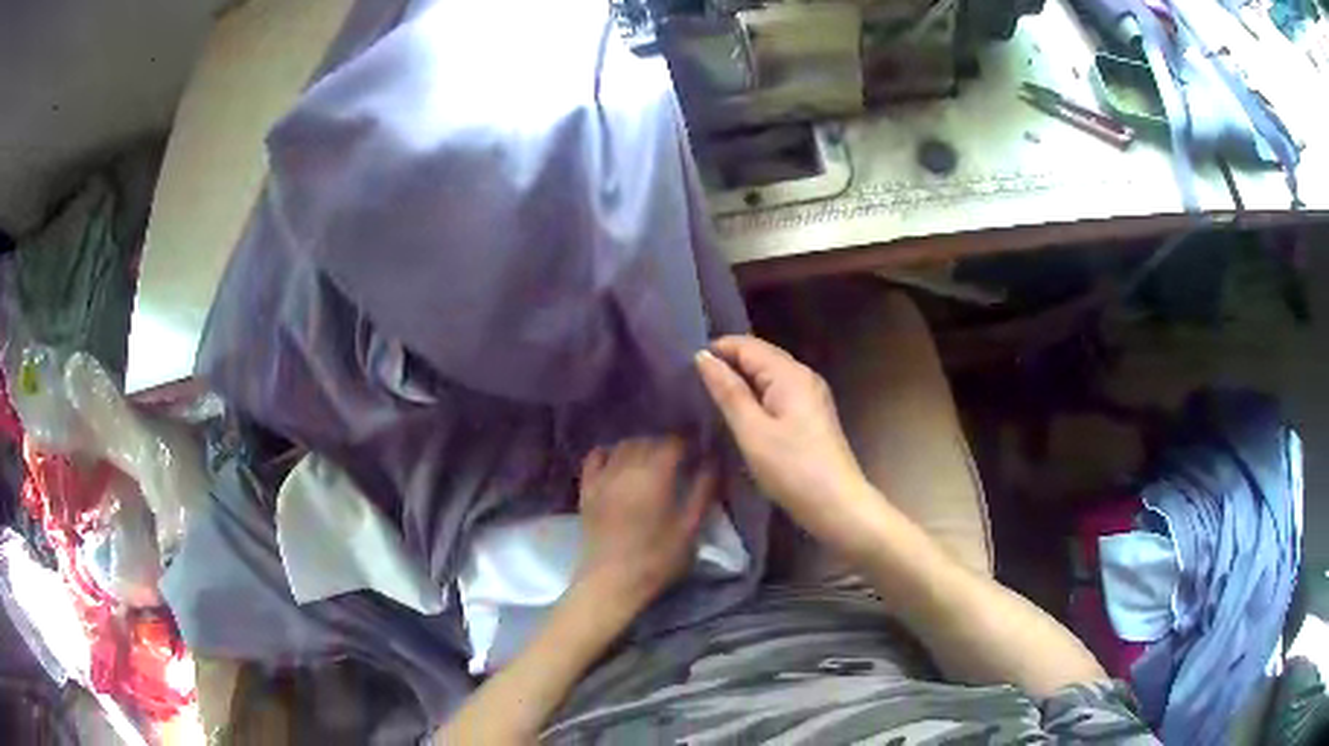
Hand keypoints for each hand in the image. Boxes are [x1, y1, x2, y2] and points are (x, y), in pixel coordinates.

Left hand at [577, 437, 713, 608]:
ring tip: (652, 461)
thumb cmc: (657, 559)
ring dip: (640, 447)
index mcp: (655, 475)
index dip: (687, 442)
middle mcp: (626, 468)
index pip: (672, 443)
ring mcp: (603, 478)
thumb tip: (712, 462)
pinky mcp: (587, 490)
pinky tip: (617, 461)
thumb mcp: (690, 528)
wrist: (611, 582)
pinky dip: (608, 453)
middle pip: (647, 441)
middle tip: (679, 460)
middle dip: (665, 445)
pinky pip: (595, 458)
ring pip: (622, 446)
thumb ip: (703, 492)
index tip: (698, 451)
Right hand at [695, 336, 867, 535]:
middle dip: (728, 363)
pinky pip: (778, 391)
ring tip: (709, 395)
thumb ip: (728, 392)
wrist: (837, 505)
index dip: (717, 350)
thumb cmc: (792, 468)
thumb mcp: (752, 431)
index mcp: (789, 374)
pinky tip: (740, 411)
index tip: (685, 367)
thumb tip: (703, 357)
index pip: (747, 345)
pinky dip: (756, 395)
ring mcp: (811, 395)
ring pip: (769, 375)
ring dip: (741, 380)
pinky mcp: (812, 414)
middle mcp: (804, 375)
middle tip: (692, 381)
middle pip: (760, 356)